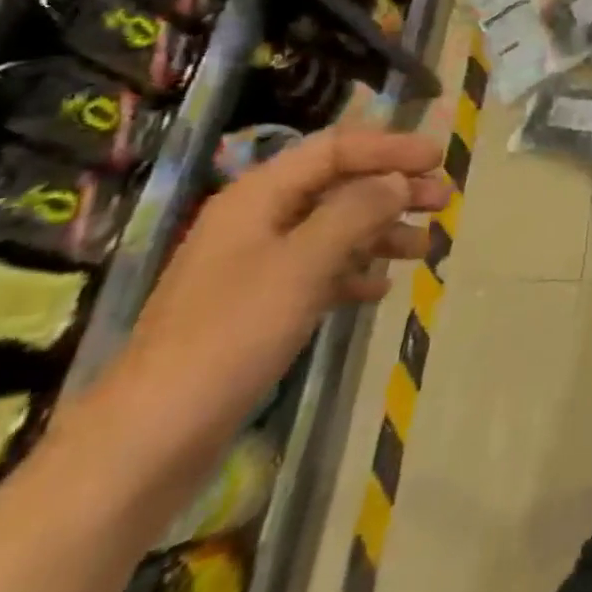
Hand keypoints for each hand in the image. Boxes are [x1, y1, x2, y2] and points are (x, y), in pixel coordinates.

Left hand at [106, 129, 449, 450]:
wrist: (147, 443)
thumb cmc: (230, 336)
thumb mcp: (303, 264)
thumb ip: (356, 212)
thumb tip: (397, 180)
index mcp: (259, 196)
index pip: (335, 148)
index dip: (389, 147)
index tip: (438, 159)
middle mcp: (258, 220)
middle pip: (338, 185)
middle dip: (394, 189)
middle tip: (444, 201)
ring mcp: (255, 265)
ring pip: (334, 228)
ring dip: (382, 230)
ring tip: (426, 247)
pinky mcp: (257, 307)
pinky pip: (320, 270)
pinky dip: (356, 270)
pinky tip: (381, 289)